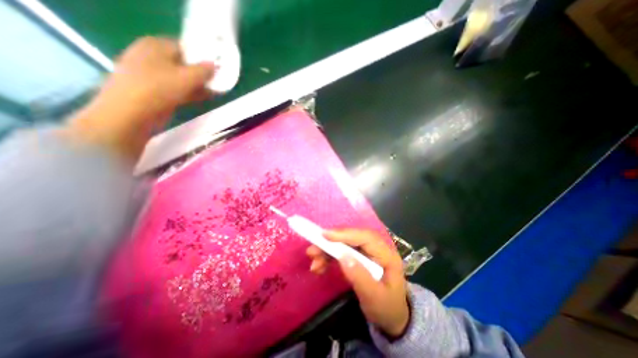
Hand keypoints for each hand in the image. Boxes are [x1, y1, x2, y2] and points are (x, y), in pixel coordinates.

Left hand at [66, 36, 214, 162]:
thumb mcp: (186, 77)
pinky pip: (179, 89)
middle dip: (203, 72)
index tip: (217, 66)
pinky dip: (193, 92)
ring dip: (200, 84)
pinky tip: (207, 97)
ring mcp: (154, 76)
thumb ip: (203, 70)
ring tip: (217, 90)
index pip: (184, 47)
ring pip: (183, 78)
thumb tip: (214, 65)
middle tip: (220, 80)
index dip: (202, 56)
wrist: (131, 113)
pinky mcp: (157, 92)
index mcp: (156, 46)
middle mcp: (153, 57)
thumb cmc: (158, 88)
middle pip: (184, 63)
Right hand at [308, 229, 407, 337]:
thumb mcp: (374, 298)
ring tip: (314, 263)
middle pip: (352, 238)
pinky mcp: (359, 256)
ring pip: (345, 244)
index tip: (325, 235)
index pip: (365, 237)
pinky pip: (342, 251)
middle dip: (331, 243)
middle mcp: (377, 248)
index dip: (345, 234)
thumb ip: (360, 277)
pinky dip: (329, 257)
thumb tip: (342, 257)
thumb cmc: (386, 309)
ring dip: (327, 251)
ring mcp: (367, 252)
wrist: (391, 317)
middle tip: (313, 250)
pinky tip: (320, 266)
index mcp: (387, 255)